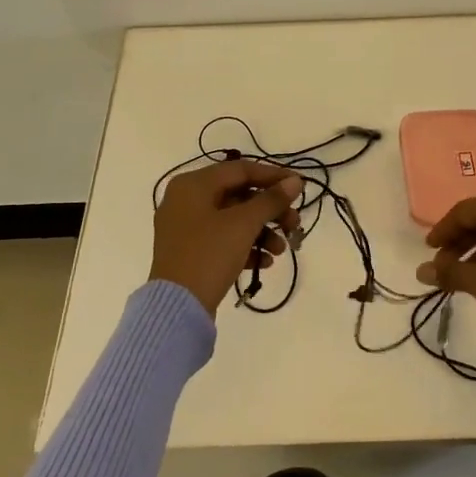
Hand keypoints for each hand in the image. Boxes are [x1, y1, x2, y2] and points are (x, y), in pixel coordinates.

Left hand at [151, 158, 303, 315]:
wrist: (177, 307)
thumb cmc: (209, 254)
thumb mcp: (244, 224)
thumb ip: (271, 200)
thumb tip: (295, 182)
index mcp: (192, 185)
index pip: (240, 169)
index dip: (273, 176)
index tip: (299, 188)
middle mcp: (185, 200)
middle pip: (238, 195)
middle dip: (270, 210)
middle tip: (294, 224)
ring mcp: (185, 228)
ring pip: (233, 220)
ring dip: (262, 231)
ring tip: (282, 250)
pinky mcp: (190, 252)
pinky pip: (222, 240)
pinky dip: (245, 247)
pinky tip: (265, 262)